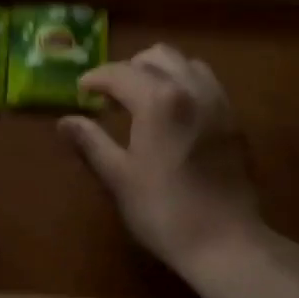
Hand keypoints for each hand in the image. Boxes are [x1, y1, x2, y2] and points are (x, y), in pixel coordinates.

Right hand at [58, 44, 262, 274]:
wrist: (224, 241)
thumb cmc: (162, 211)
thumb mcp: (118, 177)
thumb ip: (91, 142)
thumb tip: (65, 121)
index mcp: (159, 99)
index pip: (120, 72)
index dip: (96, 78)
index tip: (81, 91)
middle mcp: (192, 88)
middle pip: (158, 56)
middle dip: (129, 68)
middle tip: (110, 94)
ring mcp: (218, 102)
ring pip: (187, 64)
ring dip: (160, 71)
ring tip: (143, 98)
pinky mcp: (234, 120)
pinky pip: (207, 83)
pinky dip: (185, 84)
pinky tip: (173, 114)